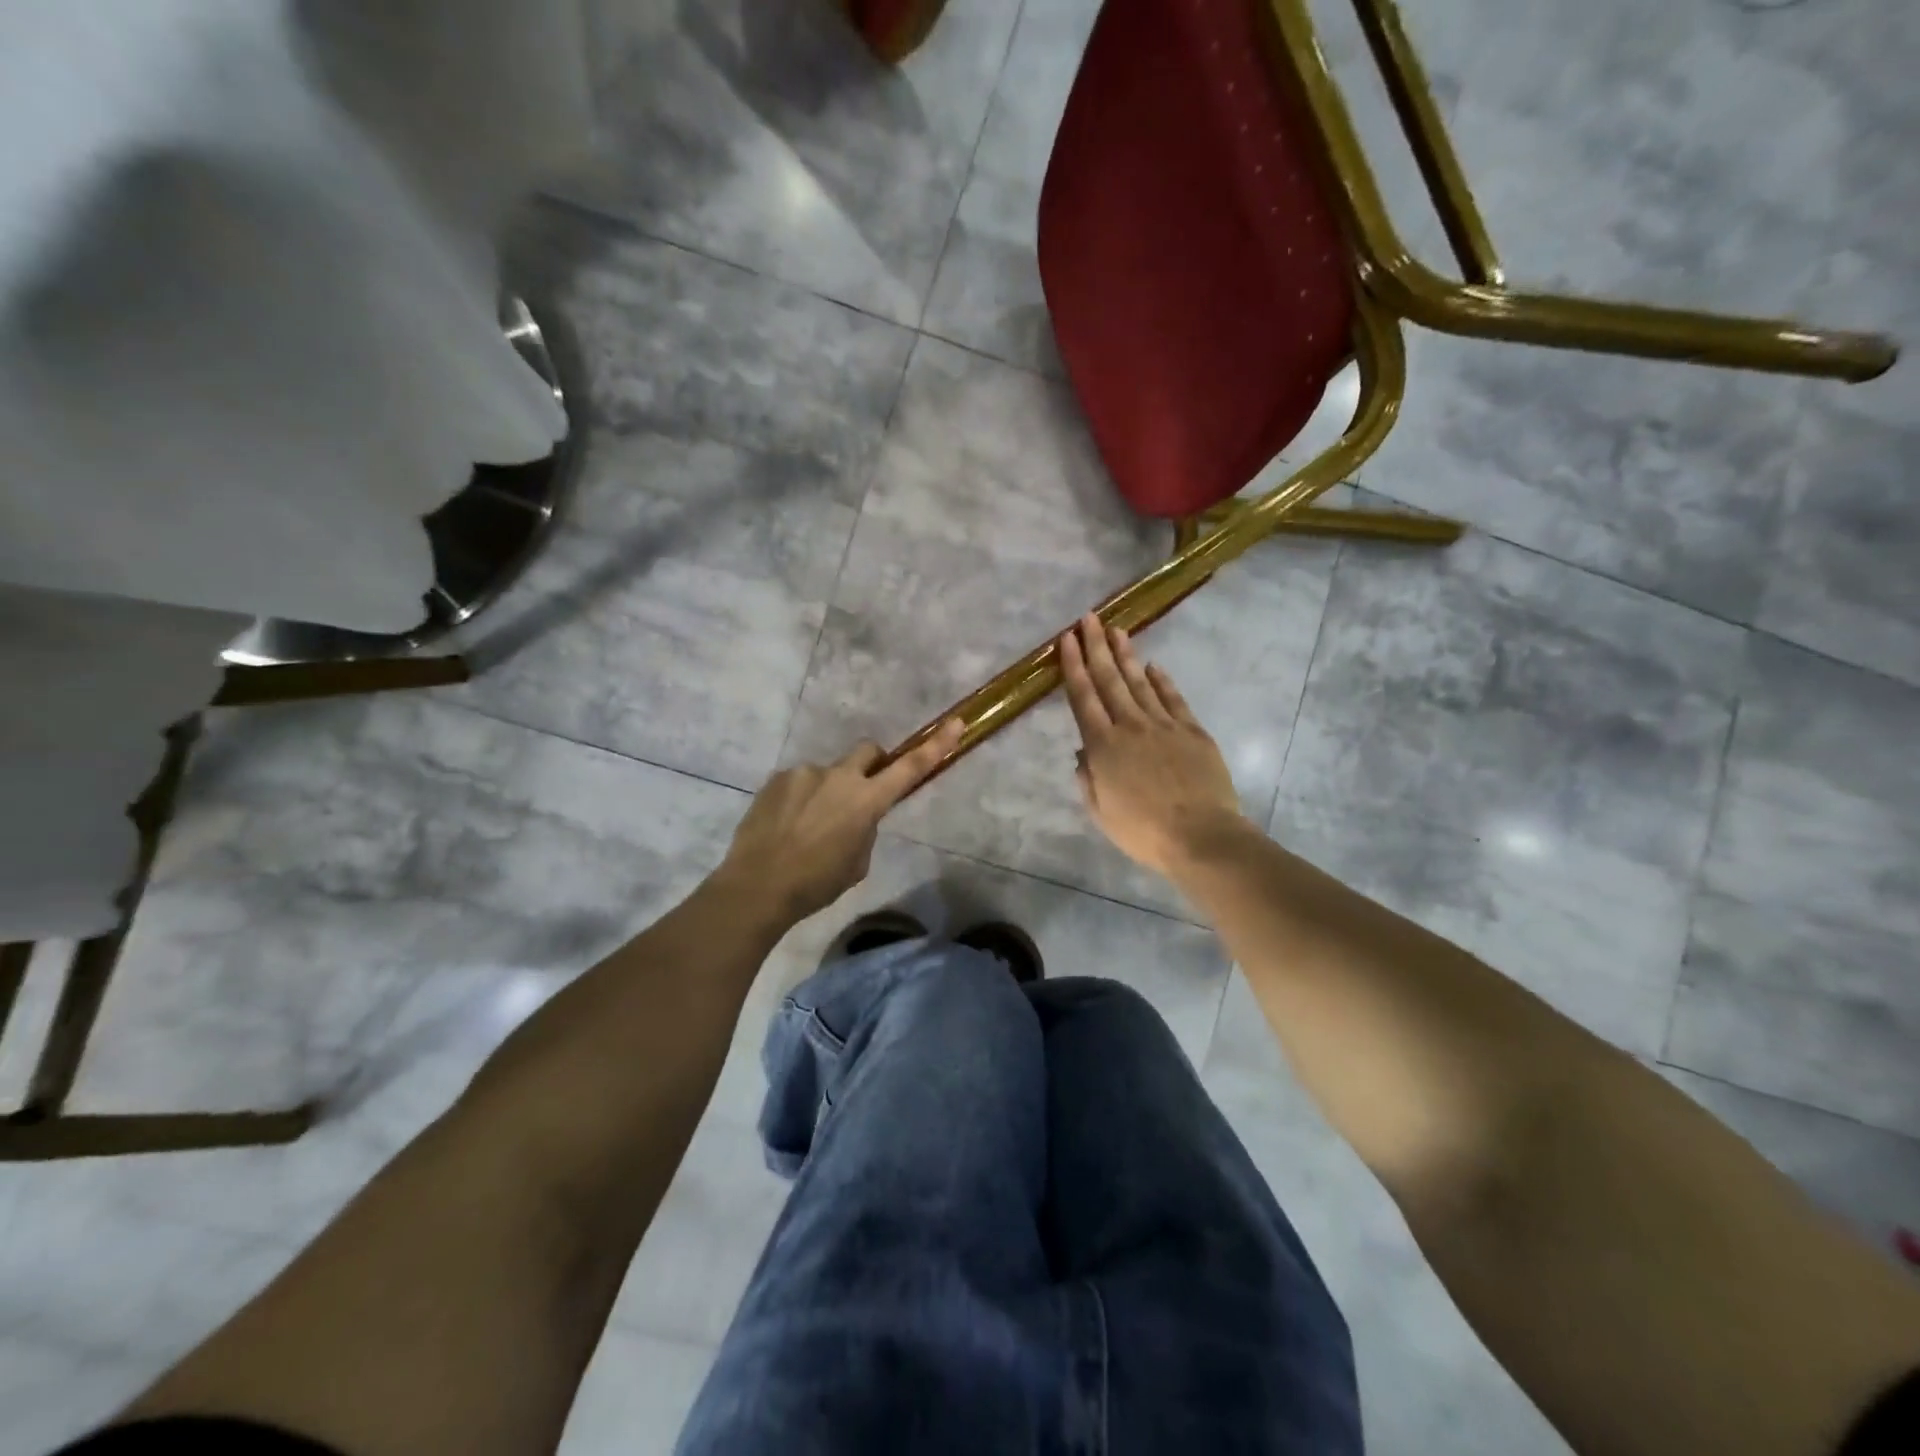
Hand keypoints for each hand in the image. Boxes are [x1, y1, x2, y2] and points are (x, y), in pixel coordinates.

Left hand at [719, 720, 964, 922]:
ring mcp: (804, 773)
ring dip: (827, 791)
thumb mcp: (857, 863)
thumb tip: (856, 816)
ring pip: (828, 774)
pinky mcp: (777, 779)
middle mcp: (839, 777)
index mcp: (866, 801)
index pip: (910, 767)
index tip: (955, 723)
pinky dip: (800, 799)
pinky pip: (799, 783)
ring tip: (807, 827)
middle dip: (871, 765)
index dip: (935, 746)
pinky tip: (786, 826)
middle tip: (860, 793)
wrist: (756, 886)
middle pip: (868, 751)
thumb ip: (865, 830)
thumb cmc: (816, 883)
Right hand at [1059, 613, 1246, 874]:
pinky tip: (1153, 666)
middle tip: (1088, 618)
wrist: (1201, 836)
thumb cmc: (1143, 832)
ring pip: (1139, 682)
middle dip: (1096, 647)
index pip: (1083, 698)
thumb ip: (1088, 780)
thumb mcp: (1101, 812)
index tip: (1067, 640)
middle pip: (1109, 680)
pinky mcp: (1192, 731)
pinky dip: (1162, 680)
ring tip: (1116, 630)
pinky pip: (1173, 699)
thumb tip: (1084, 754)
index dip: (1073, 667)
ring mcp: (1164, 725)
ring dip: (1126, 655)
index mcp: (1102, 746)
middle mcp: (1130, 726)